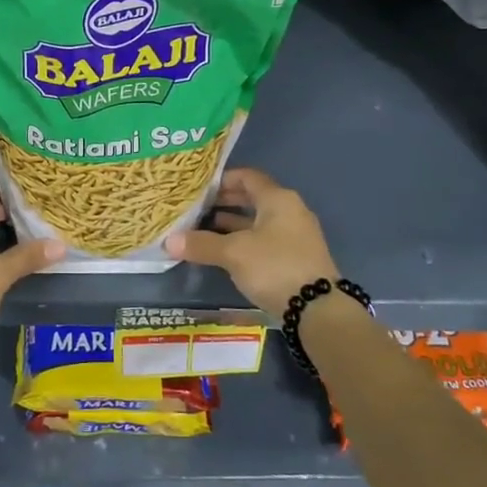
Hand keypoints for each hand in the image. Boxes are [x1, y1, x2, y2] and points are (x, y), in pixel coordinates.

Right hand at [165, 167, 337, 315]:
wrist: (317, 310)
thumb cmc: (274, 267)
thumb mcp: (233, 253)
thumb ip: (201, 244)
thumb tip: (168, 241)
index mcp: (278, 199)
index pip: (247, 177)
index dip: (222, 179)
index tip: (198, 188)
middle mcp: (289, 211)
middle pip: (252, 198)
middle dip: (223, 203)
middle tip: (195, 208)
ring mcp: (294, 235)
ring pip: (257, 221)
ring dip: (231, 224)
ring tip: (201, 230)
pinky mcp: (294, 258)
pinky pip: (263, 240)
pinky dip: (242, 241)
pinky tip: (222, 252)